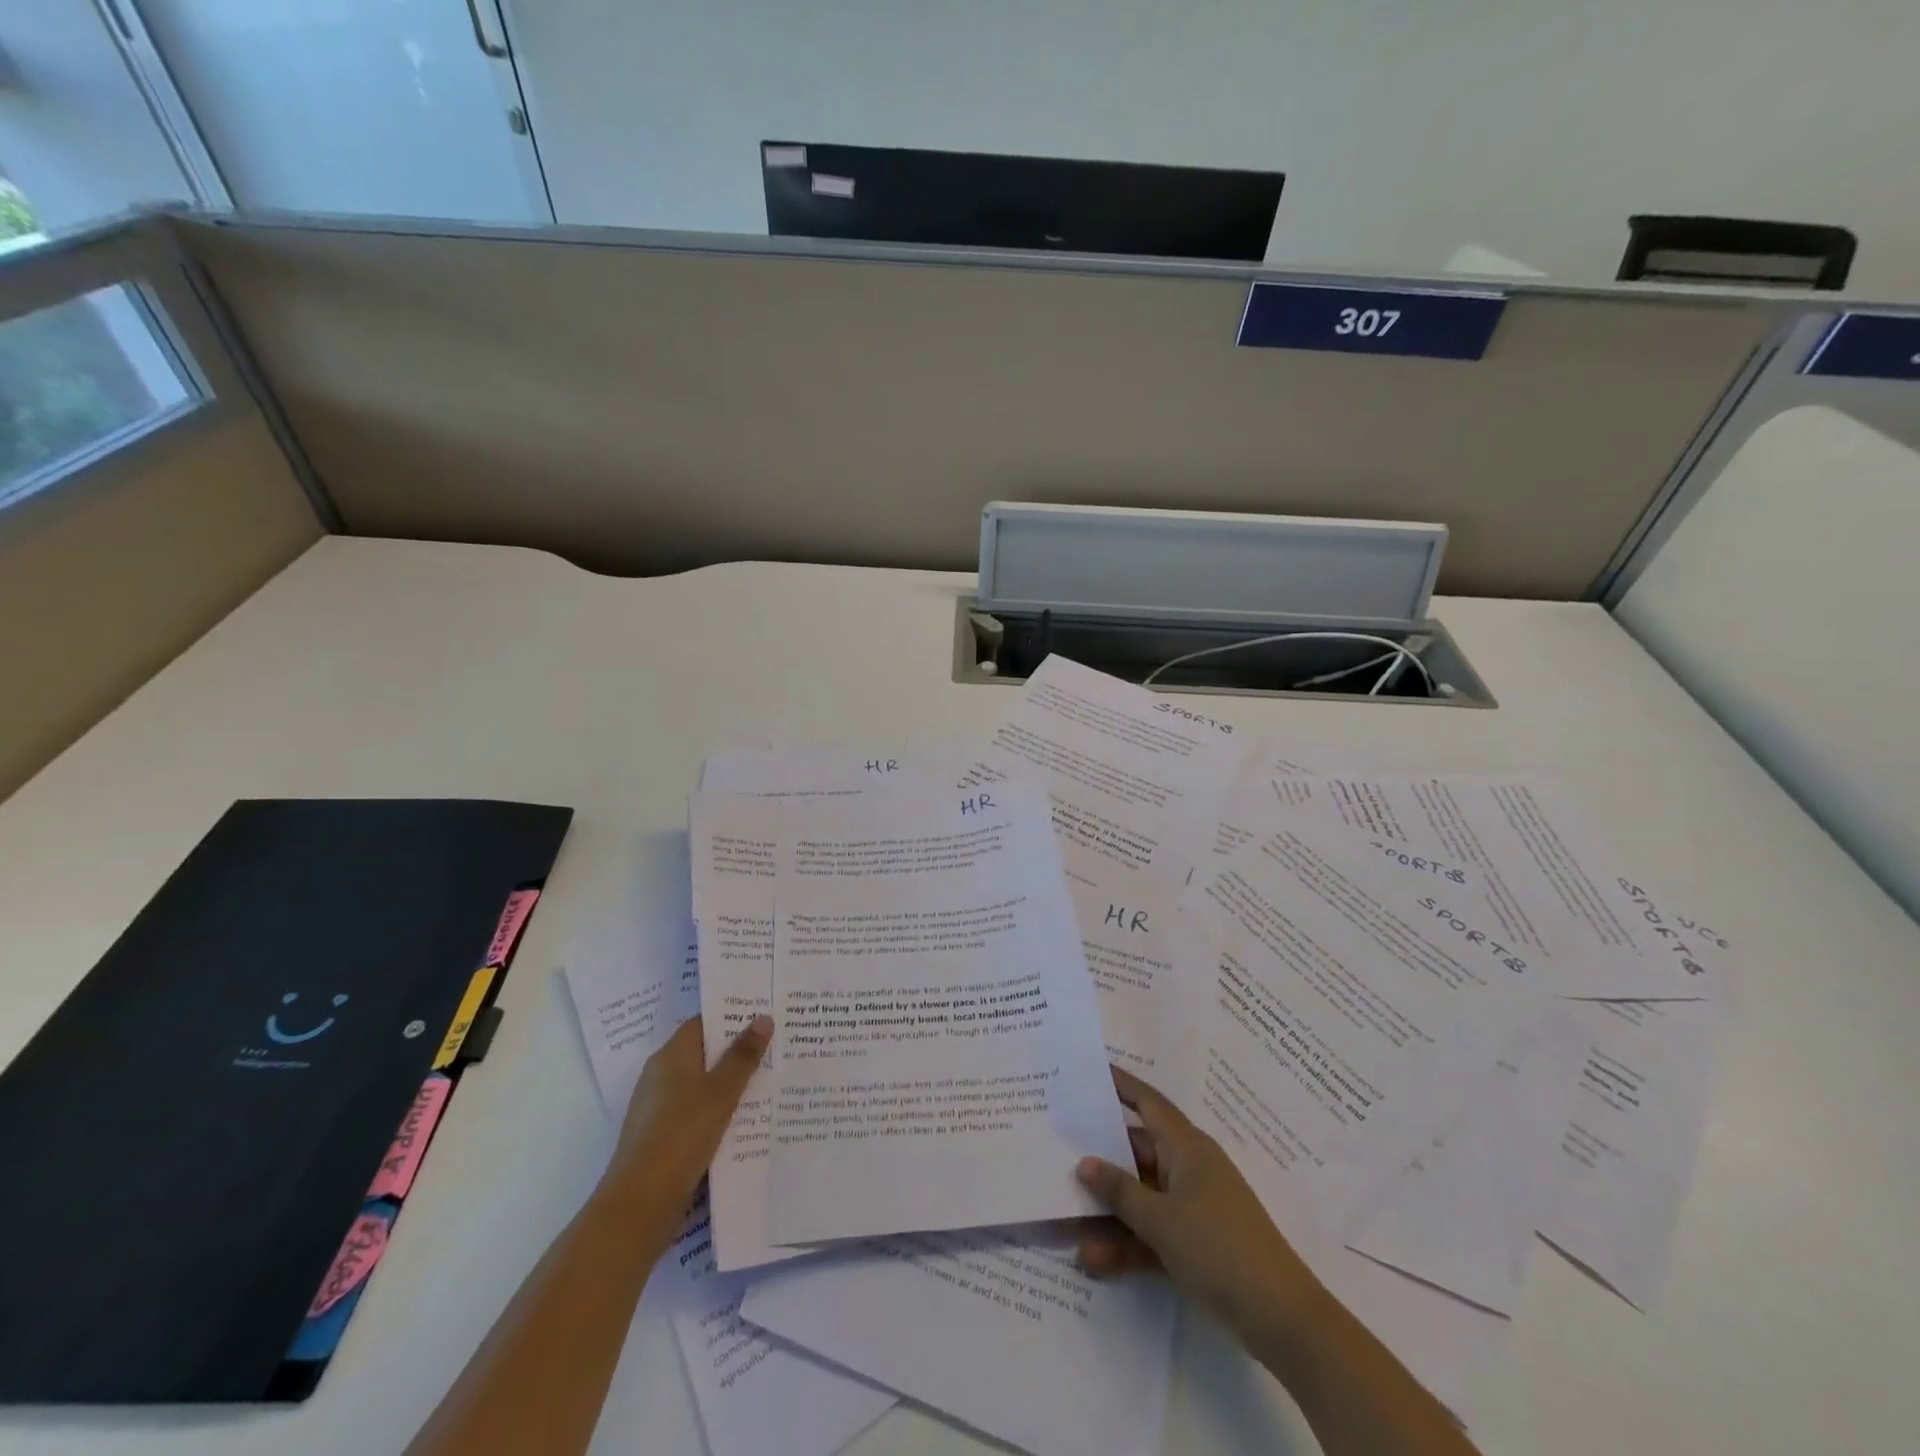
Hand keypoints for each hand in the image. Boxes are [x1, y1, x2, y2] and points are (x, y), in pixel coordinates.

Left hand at [602, 1014, 770, 1239]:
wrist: (640, 1205)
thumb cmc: (680, 1135)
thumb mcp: (720, 1092)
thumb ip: (743, 1055)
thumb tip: (763, 1017)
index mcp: (670, 1056)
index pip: (703, 1024)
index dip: (732, 1017)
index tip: (765, 1015)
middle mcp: (661, 1077)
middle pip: (705, 1054)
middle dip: (738, 1052)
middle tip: (777, 1046)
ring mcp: (660, 1110)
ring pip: (703, 1086)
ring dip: (732, 1085)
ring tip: (772, 1081)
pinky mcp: (664, 1138)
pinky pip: (699, 1113)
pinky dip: (721, 1112)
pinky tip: (748, 1120)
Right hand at [1075, 1066, 1322, 1349]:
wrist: (1281, 1319)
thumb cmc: (1219, 1248)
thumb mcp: (1161, 1219)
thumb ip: (1119, 1191)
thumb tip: (1084, 1162)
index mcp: (1186, 1147)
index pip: (1147, 1102)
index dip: (1120, 1084)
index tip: (1088, 1070)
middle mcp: (1188, 1168)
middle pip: (1136, 1152)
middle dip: (1099, 1160)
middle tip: (1058, 1153)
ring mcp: (1192, 1207)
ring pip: (1140, 1198)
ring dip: (1108, 1214)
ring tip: (1068, 1229)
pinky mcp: (1195, 1244)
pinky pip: (1151, 1232)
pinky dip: (1126, 1245)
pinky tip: (1093, 1263)